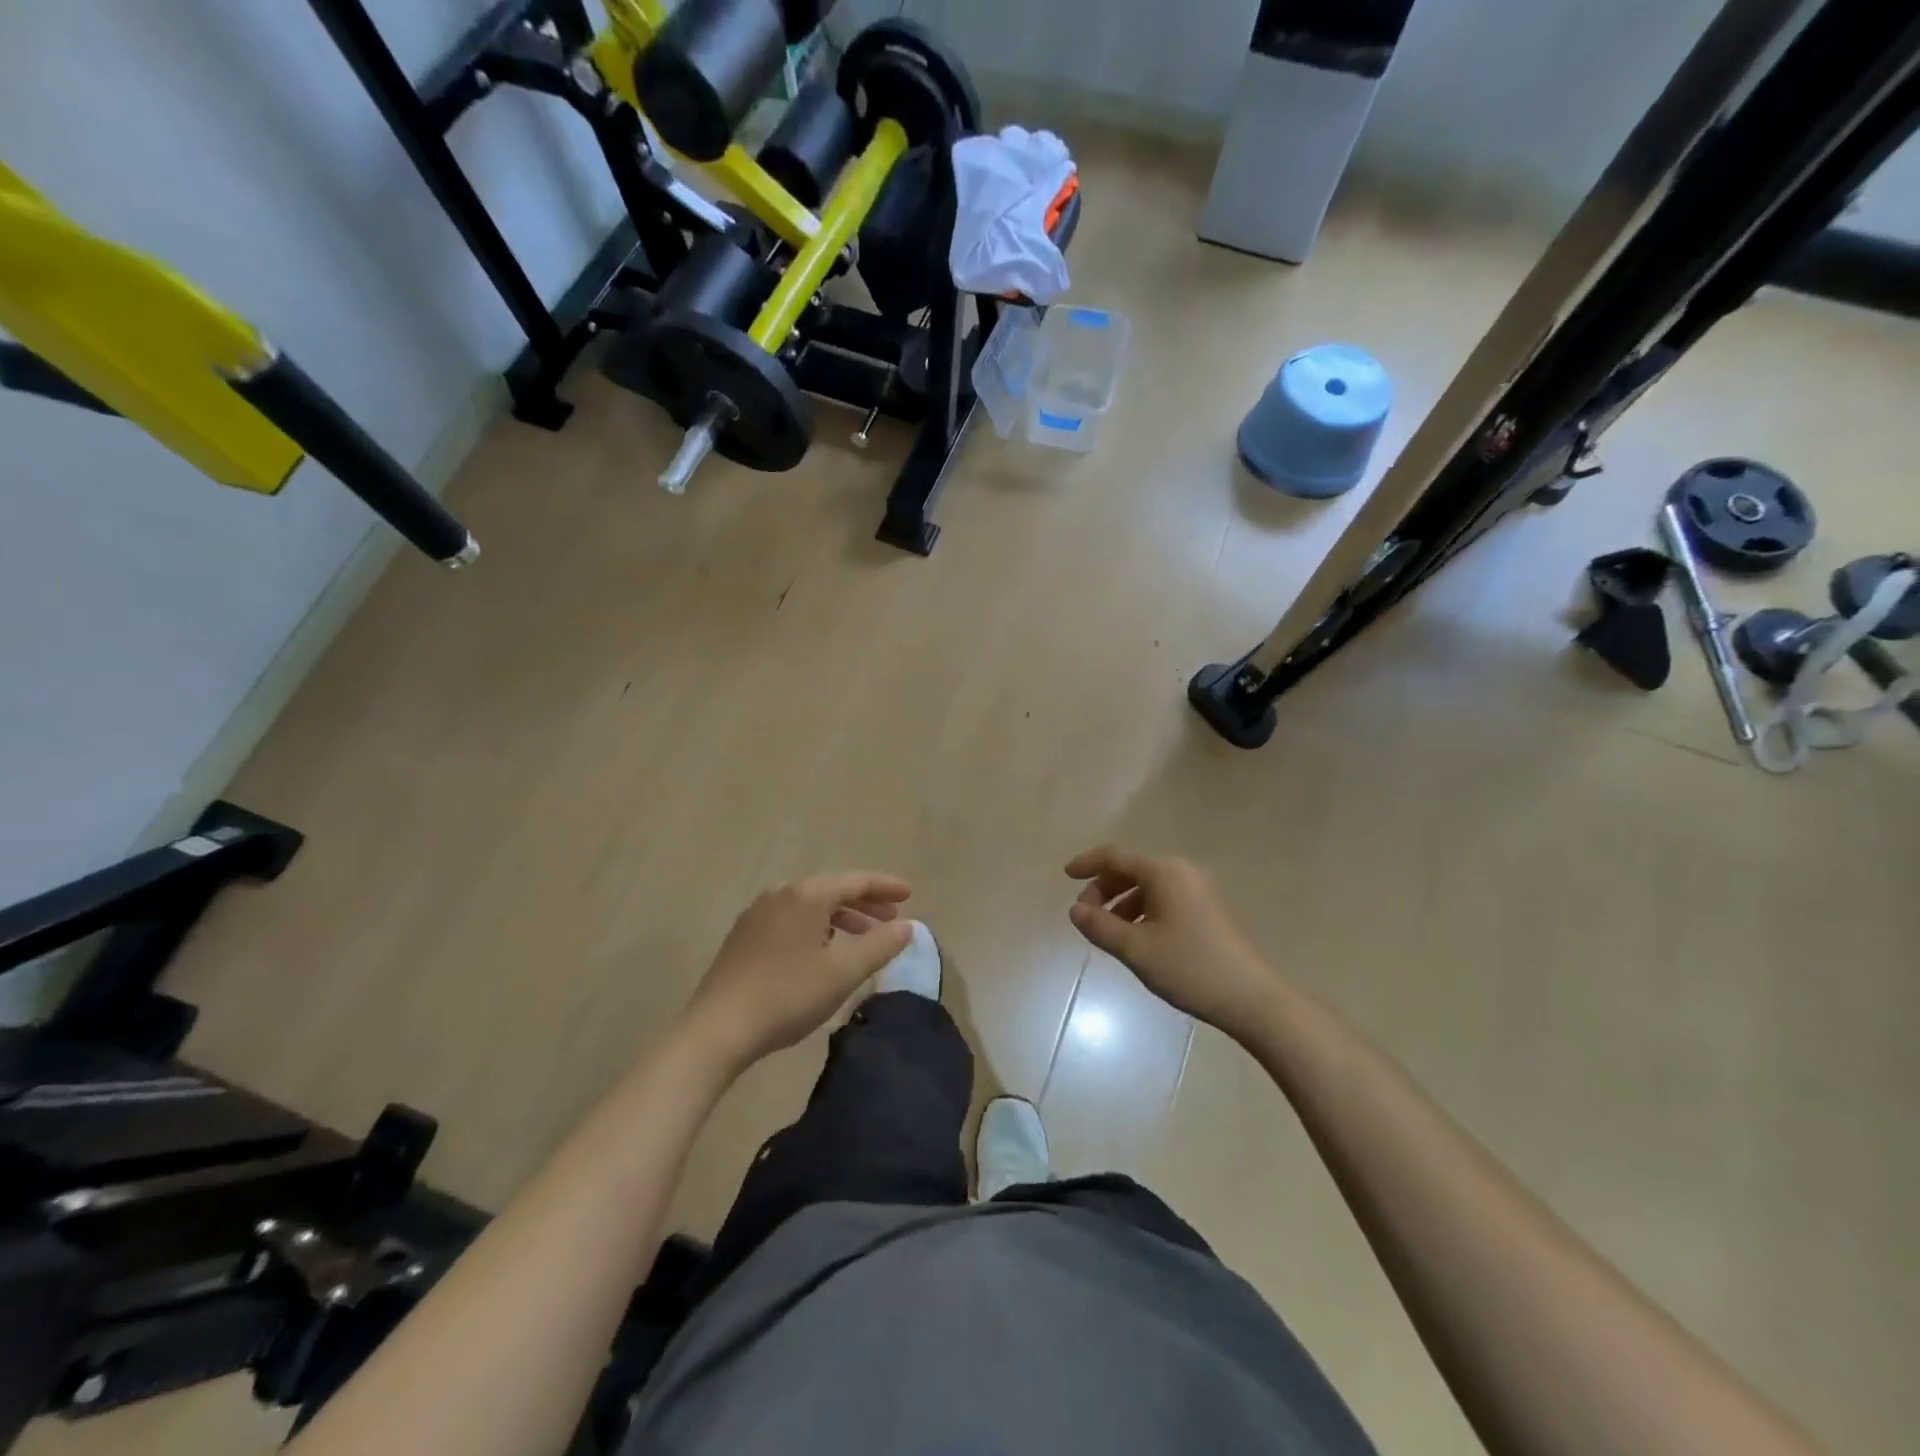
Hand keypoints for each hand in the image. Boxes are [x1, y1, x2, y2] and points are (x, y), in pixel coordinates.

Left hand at [681, 872, 914, 1074]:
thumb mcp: (843, 972)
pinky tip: (823, 949)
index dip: (886, 887)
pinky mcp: (744, 935)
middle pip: (832, 889)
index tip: (910, 894)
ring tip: (864, 935)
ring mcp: (758, 913)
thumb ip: (880, 945)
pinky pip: (792, 918)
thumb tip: (908, 926)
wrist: (718, 1029)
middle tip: (893, 917)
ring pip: (811, 905)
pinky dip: (817, 926)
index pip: (856, 881)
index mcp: (806, 895)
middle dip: (866, 902)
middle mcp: (781, 893)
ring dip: (842, 916)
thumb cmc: (787, 996)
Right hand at [1066, 847, 1276, 1041]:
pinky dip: (1142, 911)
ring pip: (1148, 887)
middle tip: (1086, 915)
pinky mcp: (1207, 910)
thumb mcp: (1136, 949)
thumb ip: (1100, 926)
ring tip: (1108, 932)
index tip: (1065, 876)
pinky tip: (1136, 938)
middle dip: (1104, 888)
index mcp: (1164, 872)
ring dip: (1122, 903)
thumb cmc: (1189, 967)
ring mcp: (1198, 890)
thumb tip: (1075, 909)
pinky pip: (1164, 899)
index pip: (1115, 857)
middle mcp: (1182, 872)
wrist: (1251, 999)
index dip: (1087, 863)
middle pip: (1132, 870)